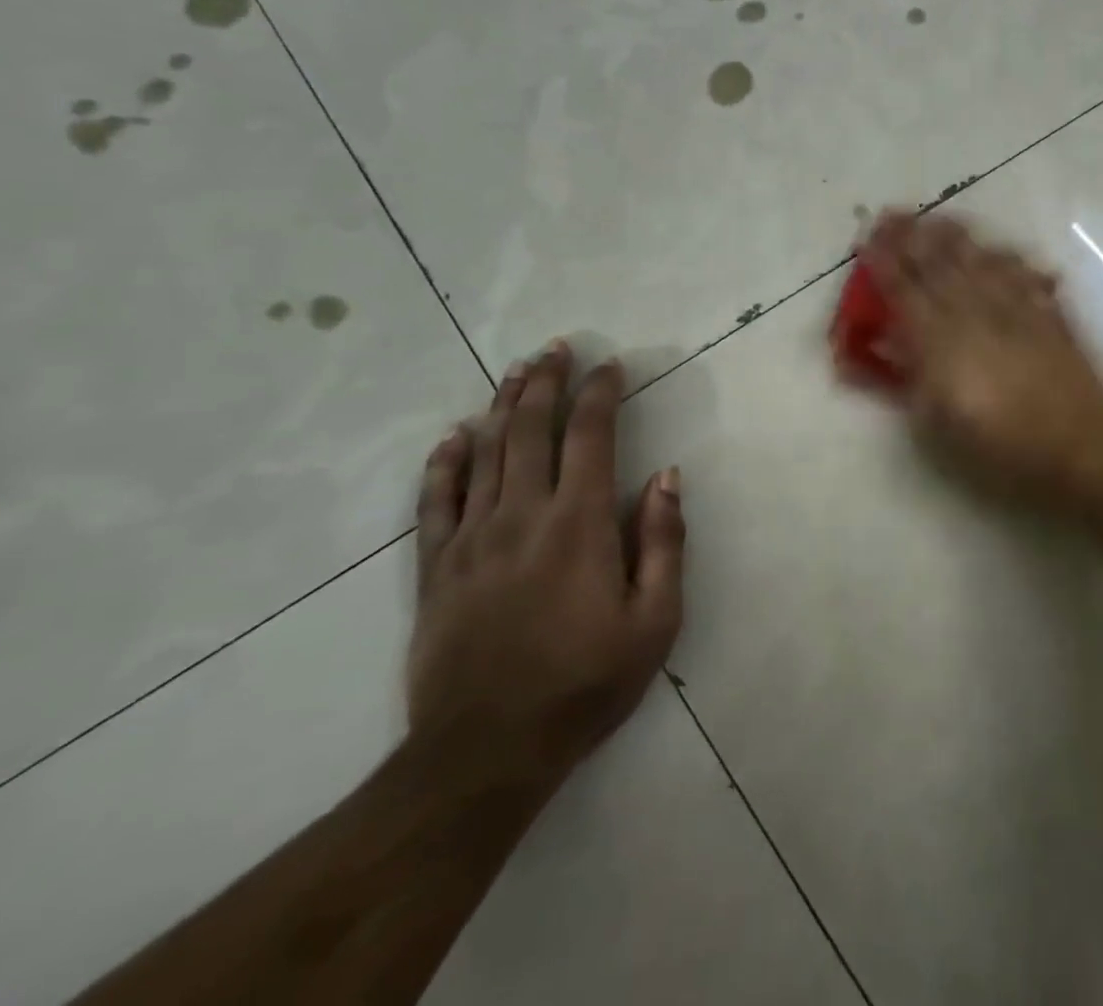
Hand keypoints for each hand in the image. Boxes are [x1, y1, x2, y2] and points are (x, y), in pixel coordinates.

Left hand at [407, 341, 684, 786]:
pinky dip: (446, 462)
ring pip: (486, 453)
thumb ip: (663, 542)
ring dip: (504, 405)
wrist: (484, 754)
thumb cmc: (585, 684)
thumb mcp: (654, 622)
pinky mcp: (436, 568)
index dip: (601, 393)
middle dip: (547, 382)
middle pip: (532, 429)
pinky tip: (454, 436)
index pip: (590, 436)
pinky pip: (436, 500)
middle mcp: (522, 516)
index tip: (611, 366)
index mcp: (578, 524)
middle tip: (557, 347)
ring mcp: (471, 539)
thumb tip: (666, 476)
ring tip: (517, 371)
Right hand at [862, 212, 1102, 507]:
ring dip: (954, 236)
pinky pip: (1023, 273)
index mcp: (942, 342)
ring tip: (937, 218)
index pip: (904, 291)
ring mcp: (1017, 309)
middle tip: (892, 214)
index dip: (884, 263)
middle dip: (912, 236)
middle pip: (939, 264)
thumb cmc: (1001, 449)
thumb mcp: (938, 425)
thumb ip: (908, 379)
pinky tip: (997, 248)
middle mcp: (977, 313)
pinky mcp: (1050, 314)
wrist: (1081, 451)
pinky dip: (1006, 257)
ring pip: (980, 260)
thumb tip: (884, 345)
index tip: (867, 240)